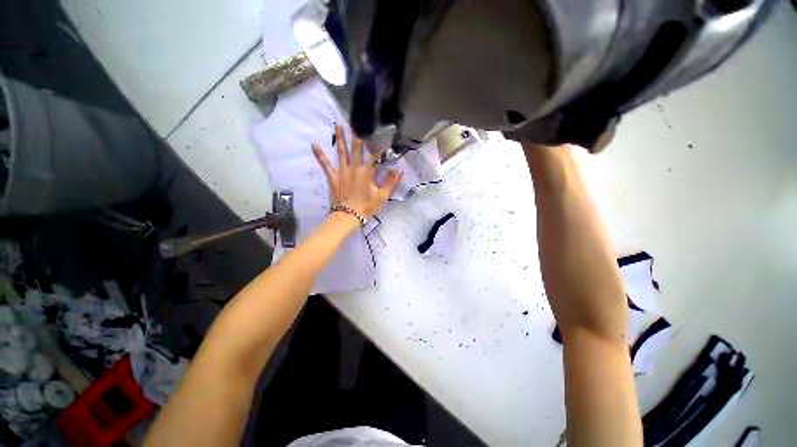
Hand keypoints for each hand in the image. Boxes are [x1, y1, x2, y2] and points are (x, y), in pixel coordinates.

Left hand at [312, 125, 402, 219]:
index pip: (374, 157)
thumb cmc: (366, 207)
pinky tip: (314, 144)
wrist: (348, 216)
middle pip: (356, 150)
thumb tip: (399, 170)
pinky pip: (325, 164)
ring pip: (341, 152)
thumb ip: (390, 183)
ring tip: (338, 125)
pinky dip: (320, 155)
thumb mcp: (382, 196)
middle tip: (357, 123)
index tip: (382, 139)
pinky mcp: (333, 177)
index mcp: (367, 173)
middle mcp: (354, 168)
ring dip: (340, 139)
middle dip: (357, 137)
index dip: (379, 148)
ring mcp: (342, 171)